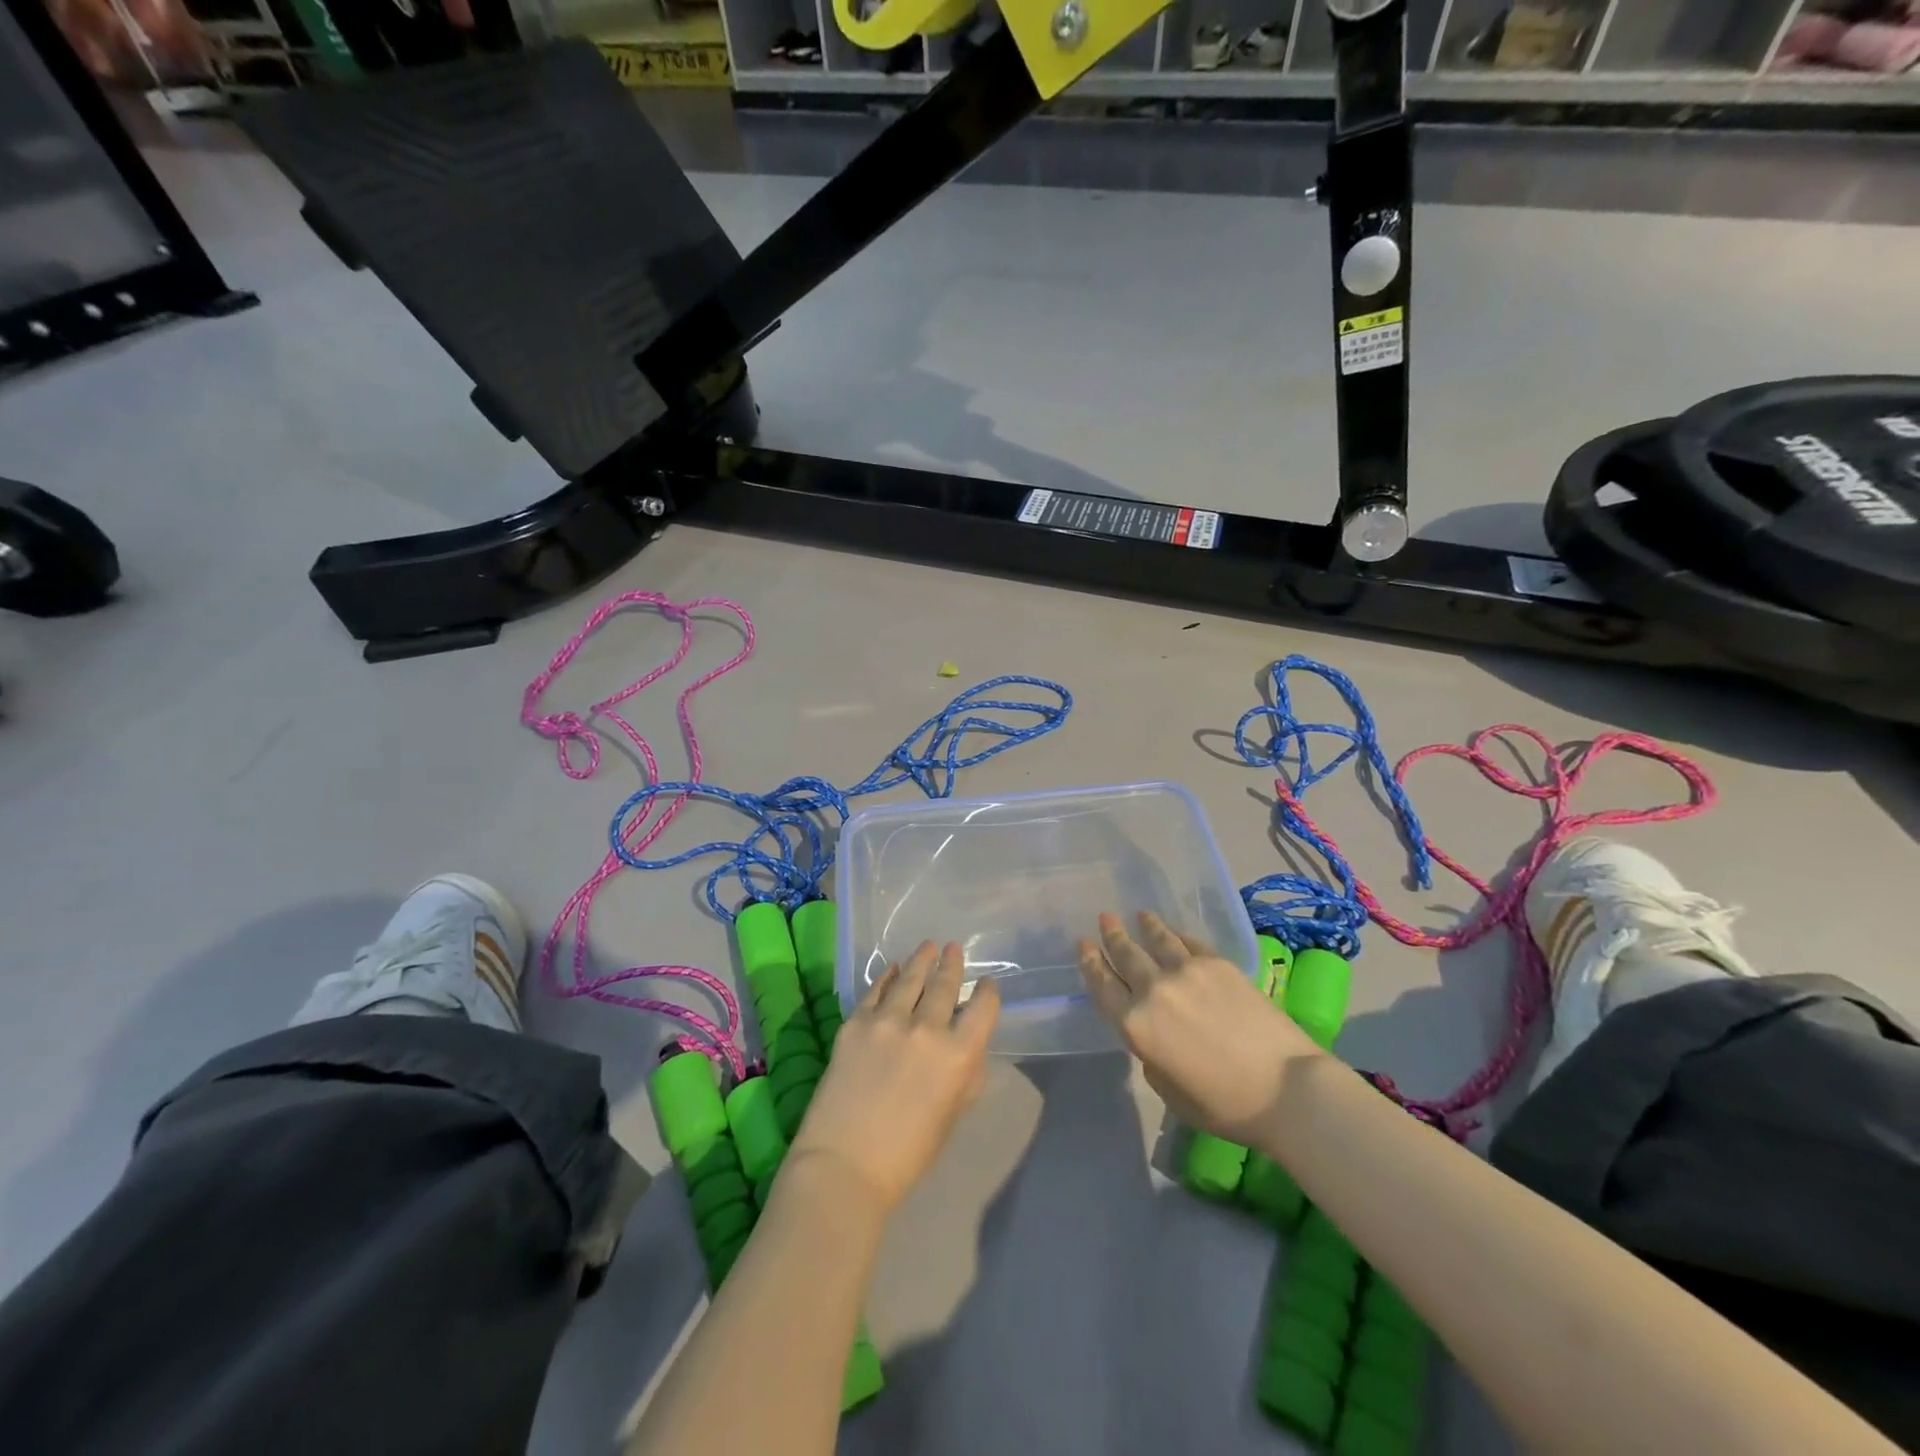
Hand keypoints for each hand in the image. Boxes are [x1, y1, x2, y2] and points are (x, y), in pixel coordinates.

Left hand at [787, 941, 999, 1214]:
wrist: (844, 1166)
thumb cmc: (908, 1154)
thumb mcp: (953, 1113)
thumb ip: (966, 1073)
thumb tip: (968, 1046)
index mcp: (960, 1054)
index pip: (983, 1008)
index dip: (987, 992)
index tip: (987, 984)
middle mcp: (927, 1028)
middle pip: (945, 985)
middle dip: (952, 964)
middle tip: (954, 948)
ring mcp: (888, 1021)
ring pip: (910, 978)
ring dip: (922, 960)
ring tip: (928, 946)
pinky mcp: (855, 1023)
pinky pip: (876, 991)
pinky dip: (887, 977)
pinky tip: (892, 968)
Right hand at [1078, 911, 1317, 1144]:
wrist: (1286, 1088)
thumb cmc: (1225, 1105)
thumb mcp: (1169, 1092)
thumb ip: (1151, 1056)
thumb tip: (1155, 1033)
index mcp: (1136, 1026)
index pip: (1103, 986)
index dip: (1090, 964)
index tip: (1083, 945)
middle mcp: (1153, 990)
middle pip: (1126, 955)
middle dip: (1112, 936)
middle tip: (1105, 918)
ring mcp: (1186, 971)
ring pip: (1157, 939)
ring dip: (1145, 926)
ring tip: (1138, 915)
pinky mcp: (1217, 963)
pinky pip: (1189, 942)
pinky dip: (1177, 934)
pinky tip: (1174, 931)